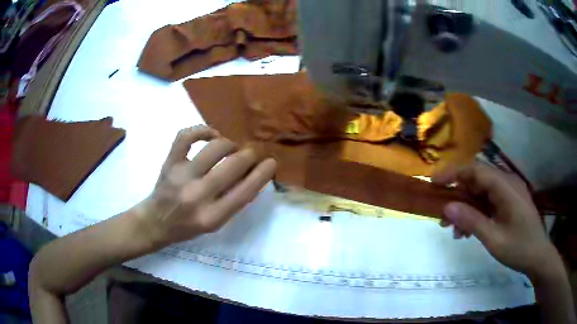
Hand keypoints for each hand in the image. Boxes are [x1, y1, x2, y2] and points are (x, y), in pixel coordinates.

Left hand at [134, 126, 276, 247]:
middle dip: (249, 155)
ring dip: (230, 144)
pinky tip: (211, 134)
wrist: (156, 222)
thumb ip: (234, 201)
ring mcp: (182, 176)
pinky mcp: (170, 162)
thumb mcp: (215, 223)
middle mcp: (198, 195)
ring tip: (231, 148)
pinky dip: (202, 130)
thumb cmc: (188, 227)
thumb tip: (252, 174)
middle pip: (233, 165)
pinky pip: (186, 136)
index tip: (271, 162)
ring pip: (215, 148)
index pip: (246, 191)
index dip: (263, 173)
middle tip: (251, 154)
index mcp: (213, 216)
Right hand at [433, 164, 560, 279]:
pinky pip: (489, 201)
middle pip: (477, 180)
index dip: (454, 173)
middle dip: (458, 196)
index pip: (476, 170)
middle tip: (442, 218)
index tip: (434, 183)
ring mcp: (509, 191)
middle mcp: (507, 182)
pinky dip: (477, 213)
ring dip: (467, 208)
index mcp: (506, 186)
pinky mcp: (509, 201)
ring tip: (455, 231)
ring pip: (482, 192)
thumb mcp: (494, 238)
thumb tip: (447, 207)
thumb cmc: (519, 248)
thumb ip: (471, 221)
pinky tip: (469, 231)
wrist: (538, 256)